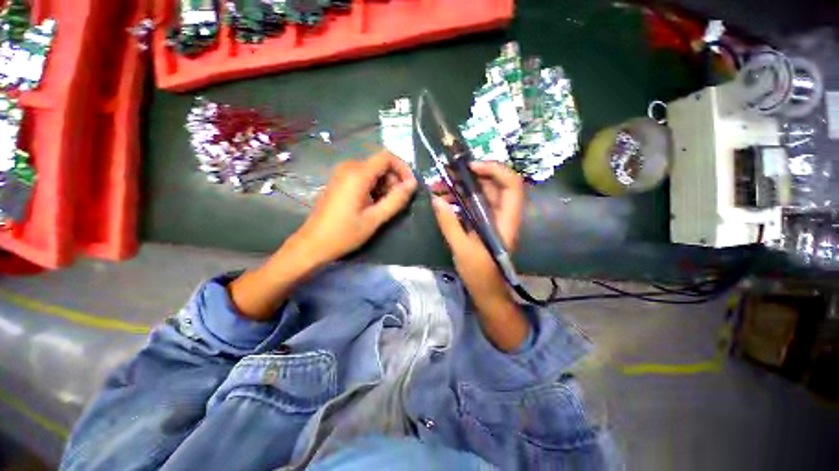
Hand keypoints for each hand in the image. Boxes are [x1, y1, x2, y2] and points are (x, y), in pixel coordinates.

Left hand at [291, 151, 416, 266]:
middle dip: (394, 180)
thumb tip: (413, 184)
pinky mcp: (339, 182)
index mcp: (357, 174)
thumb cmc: (344, 233)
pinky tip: (373, 205)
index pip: (387, 157)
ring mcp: (342, 174)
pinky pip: (362, 177)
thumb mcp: (375, 218)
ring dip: (384, 185)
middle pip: (380, 164)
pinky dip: (373, 187)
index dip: (403, 168)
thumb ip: (396, 200)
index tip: (410, 186)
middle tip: (397, 201)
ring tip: (385, 206)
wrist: (313, 244)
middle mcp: (348, 167)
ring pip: (372, 171)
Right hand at [431, 161, 524, 310]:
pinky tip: (443, 202)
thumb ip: (449, 224)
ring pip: (480, 194)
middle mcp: (502, 214)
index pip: (511, 184)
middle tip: (446, 175)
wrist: (487, 292)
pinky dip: (459, 200)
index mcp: (505, 219)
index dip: (494, 169)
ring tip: (438, 188)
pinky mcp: (483, 224)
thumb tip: (435, 200)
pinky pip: (473, 205)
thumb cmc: (479, 273)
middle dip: (469, 176)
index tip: (469, 168)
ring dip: (460, 188)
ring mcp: (492, 219)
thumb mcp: (462, 249)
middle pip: (492, 185)